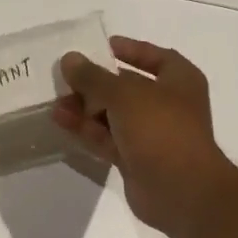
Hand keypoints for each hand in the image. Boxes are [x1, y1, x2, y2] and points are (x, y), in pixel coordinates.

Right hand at [53, 36, 237, 237]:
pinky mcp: (136, 159)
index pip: (155, 57)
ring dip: (86, 108)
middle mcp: (168, 105)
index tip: (100, 47)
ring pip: (113, 115)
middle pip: (127, 87)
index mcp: (179, 81)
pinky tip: (61, 122)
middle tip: (65, 79)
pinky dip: (87, 130)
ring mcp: (152, 134)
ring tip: (55, 103)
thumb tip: (69, 59)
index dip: (129, 49)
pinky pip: (108, 139)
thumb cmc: (161, 129)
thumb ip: (94, 77)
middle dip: (95, 84)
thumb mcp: (124, 94)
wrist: (181, 191)